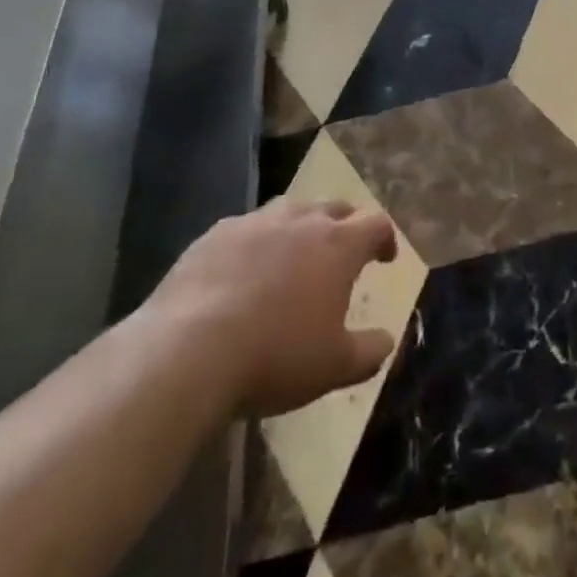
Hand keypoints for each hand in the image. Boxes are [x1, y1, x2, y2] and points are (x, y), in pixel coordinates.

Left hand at [143, 199, 399, 417]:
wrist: (188, 351)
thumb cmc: (275, 355)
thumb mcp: (334, 367)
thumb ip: (369, 351)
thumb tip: (388, 341)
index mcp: (338, 245)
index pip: (376, 224)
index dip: (385, 239)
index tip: (385, 258)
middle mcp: (302, 220)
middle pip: (334, 209)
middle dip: (345, 227)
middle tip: (342, 254)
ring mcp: (256, 222)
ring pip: (289, 212)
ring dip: (299, 230)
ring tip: (292, 258)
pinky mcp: (215, 234)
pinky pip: (246, 229)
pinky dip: (255, 244)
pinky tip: (242, 272)